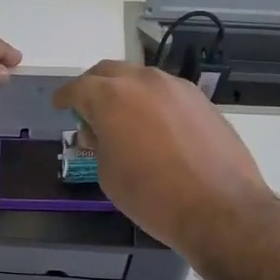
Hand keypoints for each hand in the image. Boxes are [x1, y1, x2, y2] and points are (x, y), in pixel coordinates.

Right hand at [52, 62, 269, 250]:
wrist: (219, 207)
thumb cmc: (152, 196)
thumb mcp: (109, 174)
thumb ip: (99, 144)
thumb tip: (100, 131)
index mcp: (112, 97)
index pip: (79, 87)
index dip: (66, 97)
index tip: (60, 104)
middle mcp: (144, 81)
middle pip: (110, 72)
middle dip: (94, 87)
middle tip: (88, 108)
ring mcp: (177, 87)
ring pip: (141, 79)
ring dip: (126, 92)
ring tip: (124, 119)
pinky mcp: (202, 101)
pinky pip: (167, 92)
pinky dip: (153, 102)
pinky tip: (155, 126)